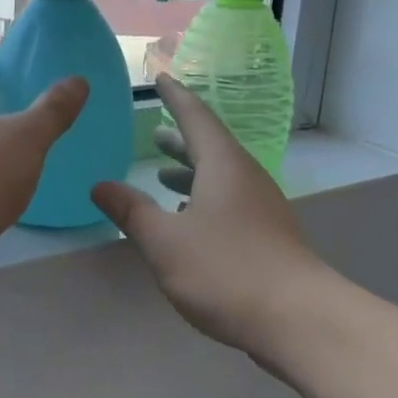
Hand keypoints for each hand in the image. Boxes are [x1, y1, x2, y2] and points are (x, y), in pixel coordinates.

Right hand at [92, 76, 327, 366]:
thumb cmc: (225, 269)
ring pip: (221, 177)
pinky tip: (189, 220)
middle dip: (180, 139)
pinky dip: (204, 199)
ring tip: (162, 175)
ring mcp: (262, 207)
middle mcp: (246, 177)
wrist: (298, 319)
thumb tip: (99, 185)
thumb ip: (131, 210)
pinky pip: (230, 201)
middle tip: (153, 133)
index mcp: (223, 165)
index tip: (161, 79)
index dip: (175, 97)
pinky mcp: (268, 235)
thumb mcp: (165, 241)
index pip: (196, 117)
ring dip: (191, 172)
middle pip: (210, 146)